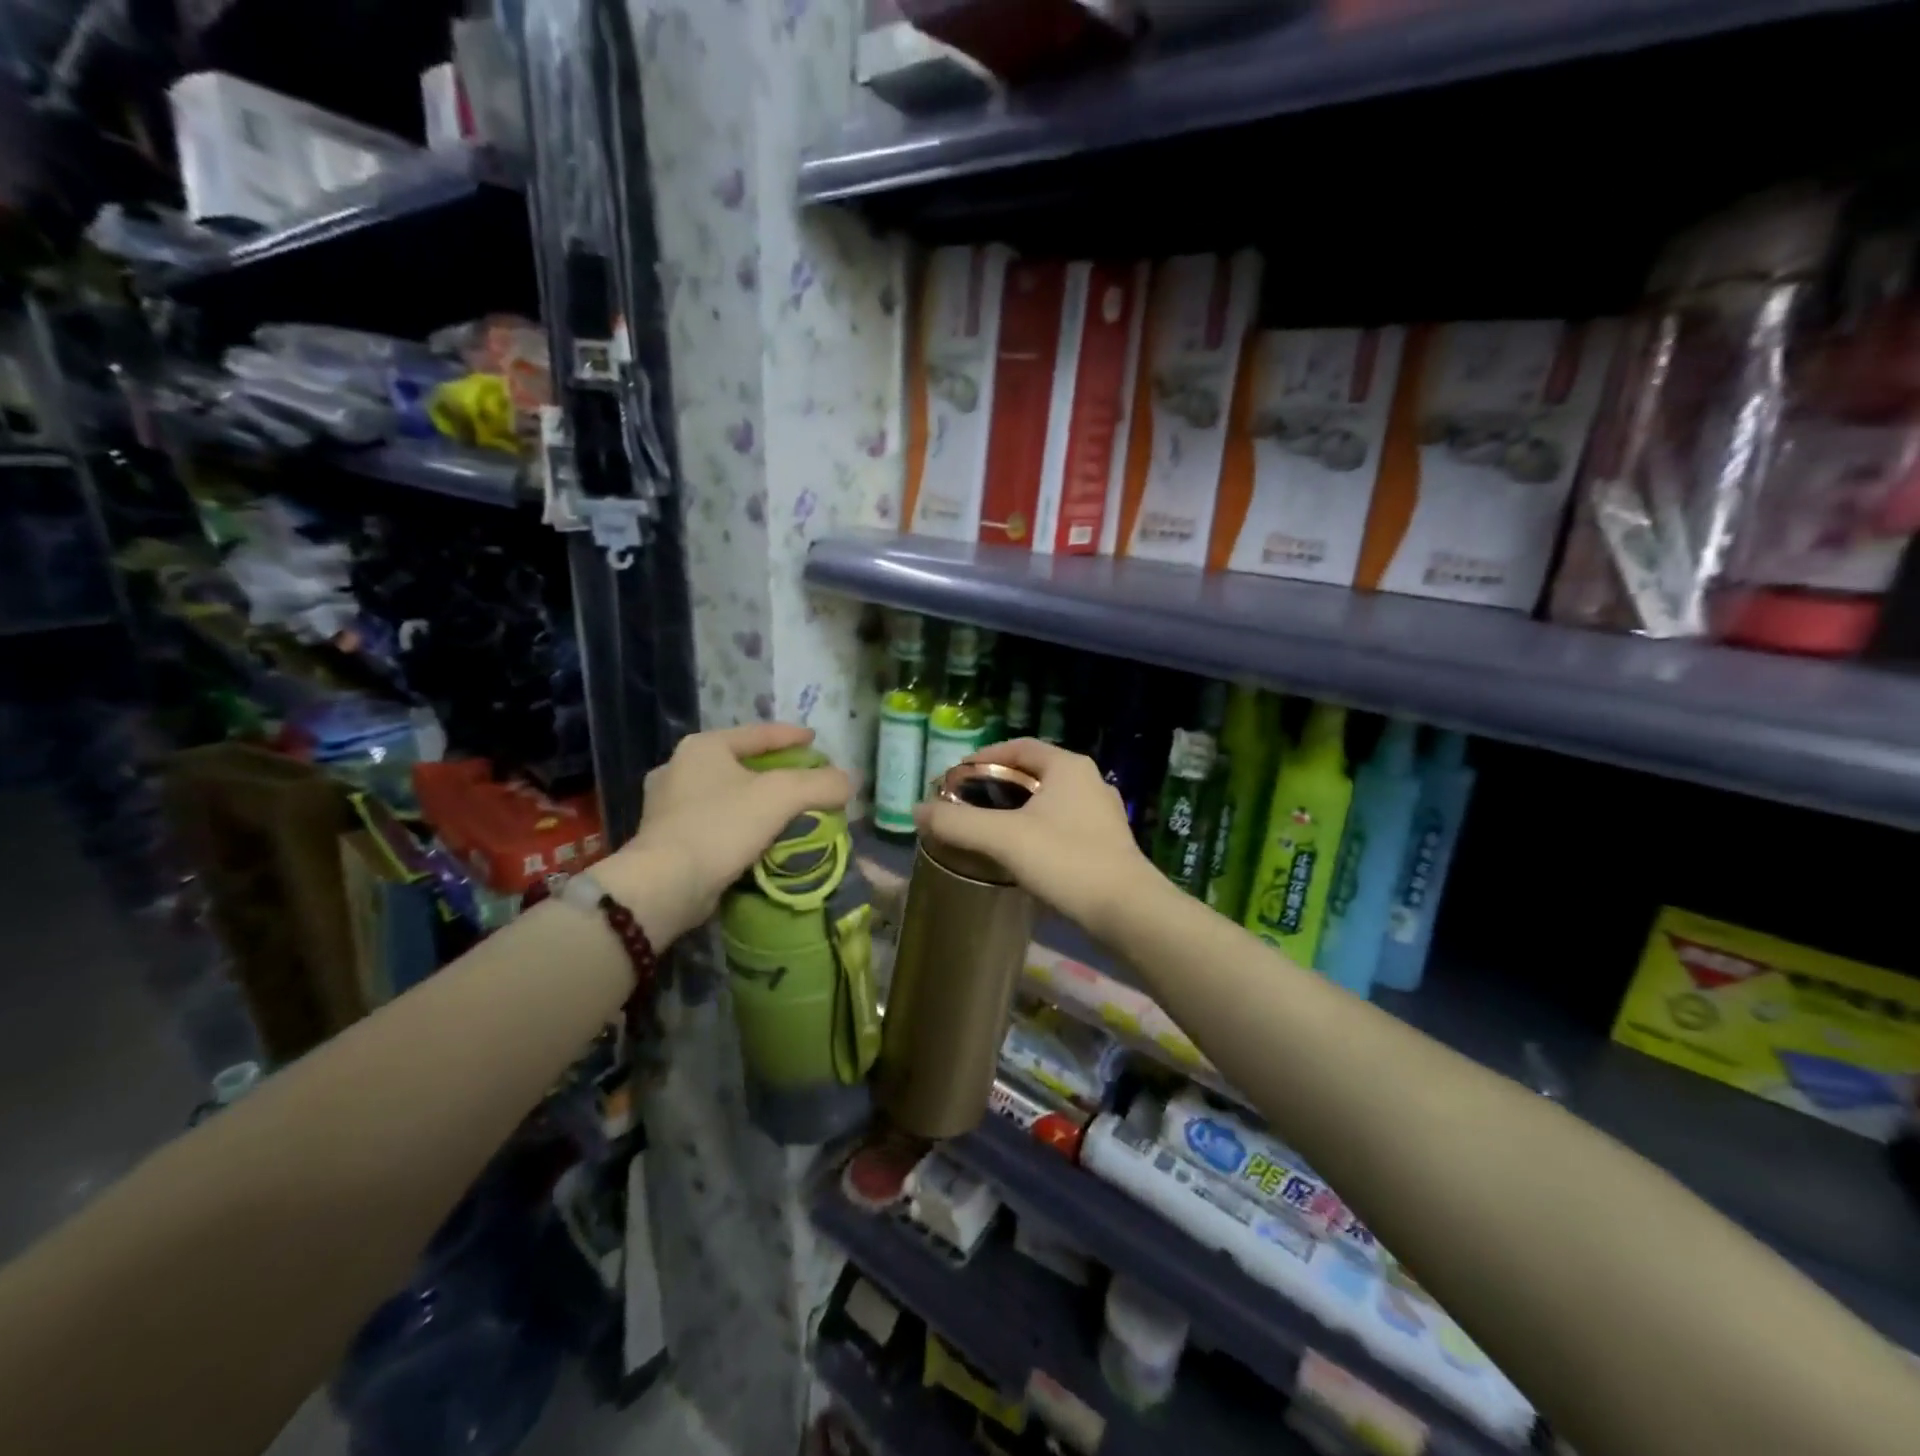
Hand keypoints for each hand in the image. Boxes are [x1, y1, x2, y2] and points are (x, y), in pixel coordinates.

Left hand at [599, 723, 851, 942]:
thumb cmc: (721, 826)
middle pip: (742, 762)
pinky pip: (715, 821)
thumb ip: (821, 783)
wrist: (665, 885)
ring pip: (727, 793)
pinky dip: (740, 824)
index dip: (792, 736)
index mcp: (703, 747)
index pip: (758, 733)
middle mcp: (680, 768)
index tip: (817, 741)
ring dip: (756, 800)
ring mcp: (667, 804)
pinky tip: (759, 836)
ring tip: (787, 810)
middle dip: (775, 770)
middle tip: (805, 778)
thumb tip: (851, 780)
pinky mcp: (666, 838)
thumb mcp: (781, 796)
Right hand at [913, 738, 1159, 936]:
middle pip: (1034, 772)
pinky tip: (1022, 853)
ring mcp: (1102, 813)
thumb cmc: (1065, 861)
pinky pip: (1063, 824)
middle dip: (999, 785)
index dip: (985, 757)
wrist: (1127, 911)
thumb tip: (917, 810)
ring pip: (1050, 800)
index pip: (1019, 747)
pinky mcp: (1107, 842)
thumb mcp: (1003, 838)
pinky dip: (1038, 829)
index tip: (957, 777)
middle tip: (968, 803)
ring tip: (989, 829)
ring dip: (1019, 809)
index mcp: (1067, 766)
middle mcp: (1089, 781)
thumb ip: (957, 822)